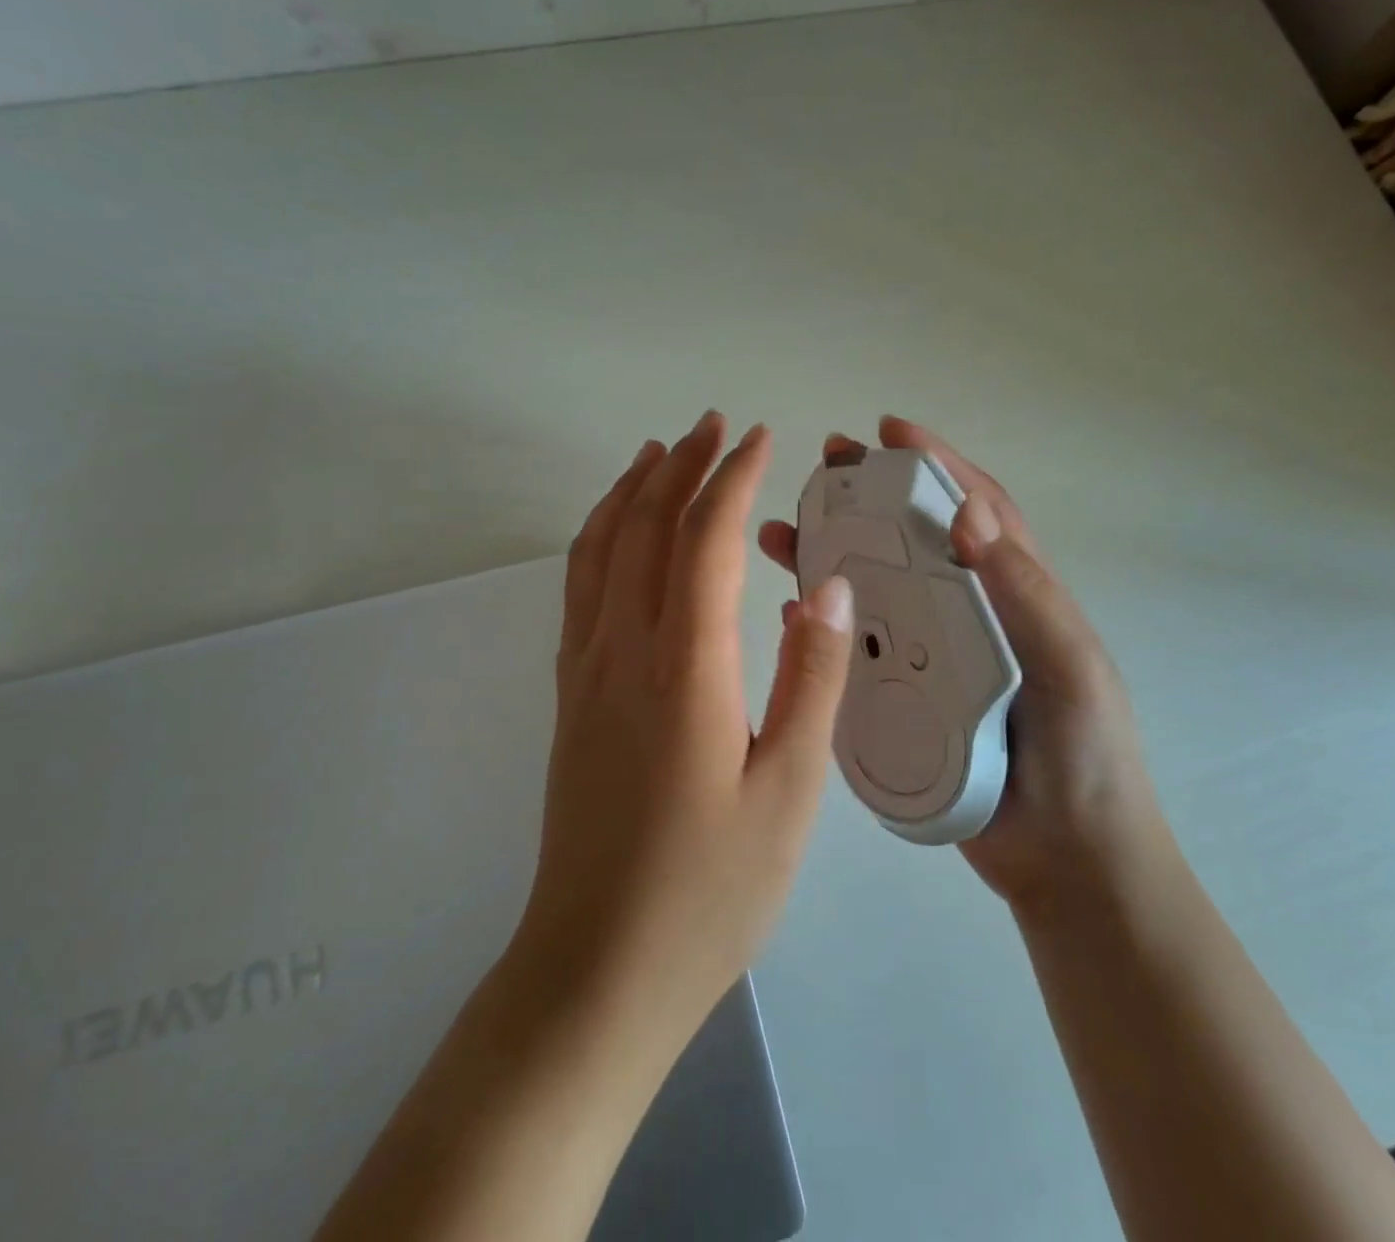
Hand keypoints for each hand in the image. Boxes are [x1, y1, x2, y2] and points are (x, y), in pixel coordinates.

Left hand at [519, 411, 855, 1040]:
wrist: (597, 968)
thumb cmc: (711, 889)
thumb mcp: (789, 791)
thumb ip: (810, 679)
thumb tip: (823, 587)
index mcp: (686, 669)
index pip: (705, 541)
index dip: (732, 481)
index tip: (759, 440)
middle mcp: (624, 651)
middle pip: (647, 528)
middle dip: (682, 466)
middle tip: (715, 425)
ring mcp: (586, 672)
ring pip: (601, 550)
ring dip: (632, 491)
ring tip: (658, 451)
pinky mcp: (571, 697)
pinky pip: (579, 589)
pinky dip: (597, 538)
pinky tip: (614, 532)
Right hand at [758, 416, 1155, 912]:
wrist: (1067, 861)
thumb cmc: (1084, 757)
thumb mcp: (1068, 665)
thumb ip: (1023, 592)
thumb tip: (966, 512)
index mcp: (1015, 593)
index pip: (976, 510)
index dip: (937, 464)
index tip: (891, 432)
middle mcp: (968, 615)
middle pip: (911, 542)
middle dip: (869, 499)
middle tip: (821, 471)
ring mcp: (932, 658)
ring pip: (875, 591)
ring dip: (832, 557)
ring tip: (782, 536)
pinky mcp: (904, 700)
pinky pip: (857, 651)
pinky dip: (826, 625)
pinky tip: (789, 613)